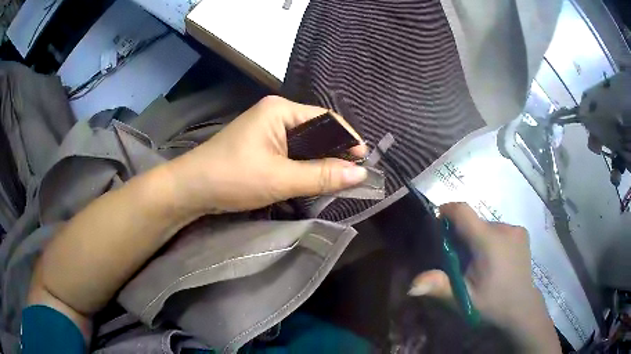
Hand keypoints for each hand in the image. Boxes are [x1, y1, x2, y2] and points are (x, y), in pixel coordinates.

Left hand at [166, 96, 367, 213]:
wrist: (191, 189)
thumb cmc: (233, 177)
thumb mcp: (280, 178)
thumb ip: (322, 175)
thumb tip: (362, 173)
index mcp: (280, 110)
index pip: (325, 118)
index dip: (347, 138)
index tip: (364, 160)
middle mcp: (275, 114)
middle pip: (316, 129)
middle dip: (335, 151)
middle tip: (353, 173)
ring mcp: (266, 130)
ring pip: (304, 143)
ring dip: (320, 160)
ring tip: (339, 178)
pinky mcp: (260, 145)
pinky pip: (291, 152)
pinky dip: (304, 165)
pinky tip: (314, 177)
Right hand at [408, 203, 560, 353]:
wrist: (522, 308)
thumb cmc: (491, 304)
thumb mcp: (463, 299)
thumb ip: (440, 286)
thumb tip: (410, 286)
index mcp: (488, 241)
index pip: (463, 211)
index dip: (447, 211)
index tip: (438, 221)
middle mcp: (504, 228)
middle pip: (474, 221)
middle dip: (463, 234)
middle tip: (459, 259)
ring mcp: (515, 229)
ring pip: (487, 226)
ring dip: (478, 238)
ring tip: (479, 262)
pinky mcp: (522, 232)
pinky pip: (499, 229)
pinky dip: (491, 239)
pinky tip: (495, 259)